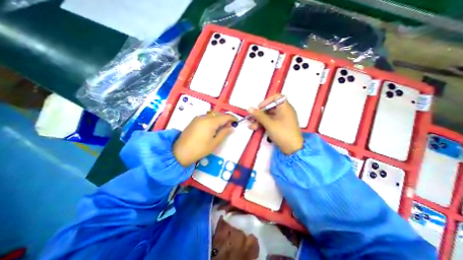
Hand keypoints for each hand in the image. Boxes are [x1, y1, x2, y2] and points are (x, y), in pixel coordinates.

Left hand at [175, 112, 238, 165]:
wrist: (180, 152)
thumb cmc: (200, 149)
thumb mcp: (215, 143)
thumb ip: (224, 133)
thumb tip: (231, 127)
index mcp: (210, 122)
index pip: (225, 116)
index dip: (232, 118)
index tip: (237, 122)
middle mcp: (204, 117)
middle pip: (219, 114)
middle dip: (226, 118)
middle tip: (229, 126)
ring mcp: (198, 118)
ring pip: (212, 114)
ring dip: (219, 118)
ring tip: (221, 127)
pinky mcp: (194, 120)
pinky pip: (206, 117)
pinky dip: (212, 120)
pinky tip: (213, 127)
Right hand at [249, 94, 303, 154]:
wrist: (292, 148)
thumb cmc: (283, 133)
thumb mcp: (269, 123)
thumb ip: (259, 115)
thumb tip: (250, 108)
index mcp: (285, 107)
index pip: (276, 97)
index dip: (267, 101)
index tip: (259, 107)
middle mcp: (284, 112)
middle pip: (270, 108)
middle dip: (260, 113)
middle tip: (252, 117)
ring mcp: (282, 119)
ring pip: (269, 116)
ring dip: (259, 120)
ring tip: (252, 125)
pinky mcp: (280, 126)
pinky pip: (270, 122)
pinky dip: (263, 124)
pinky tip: (255, 128)